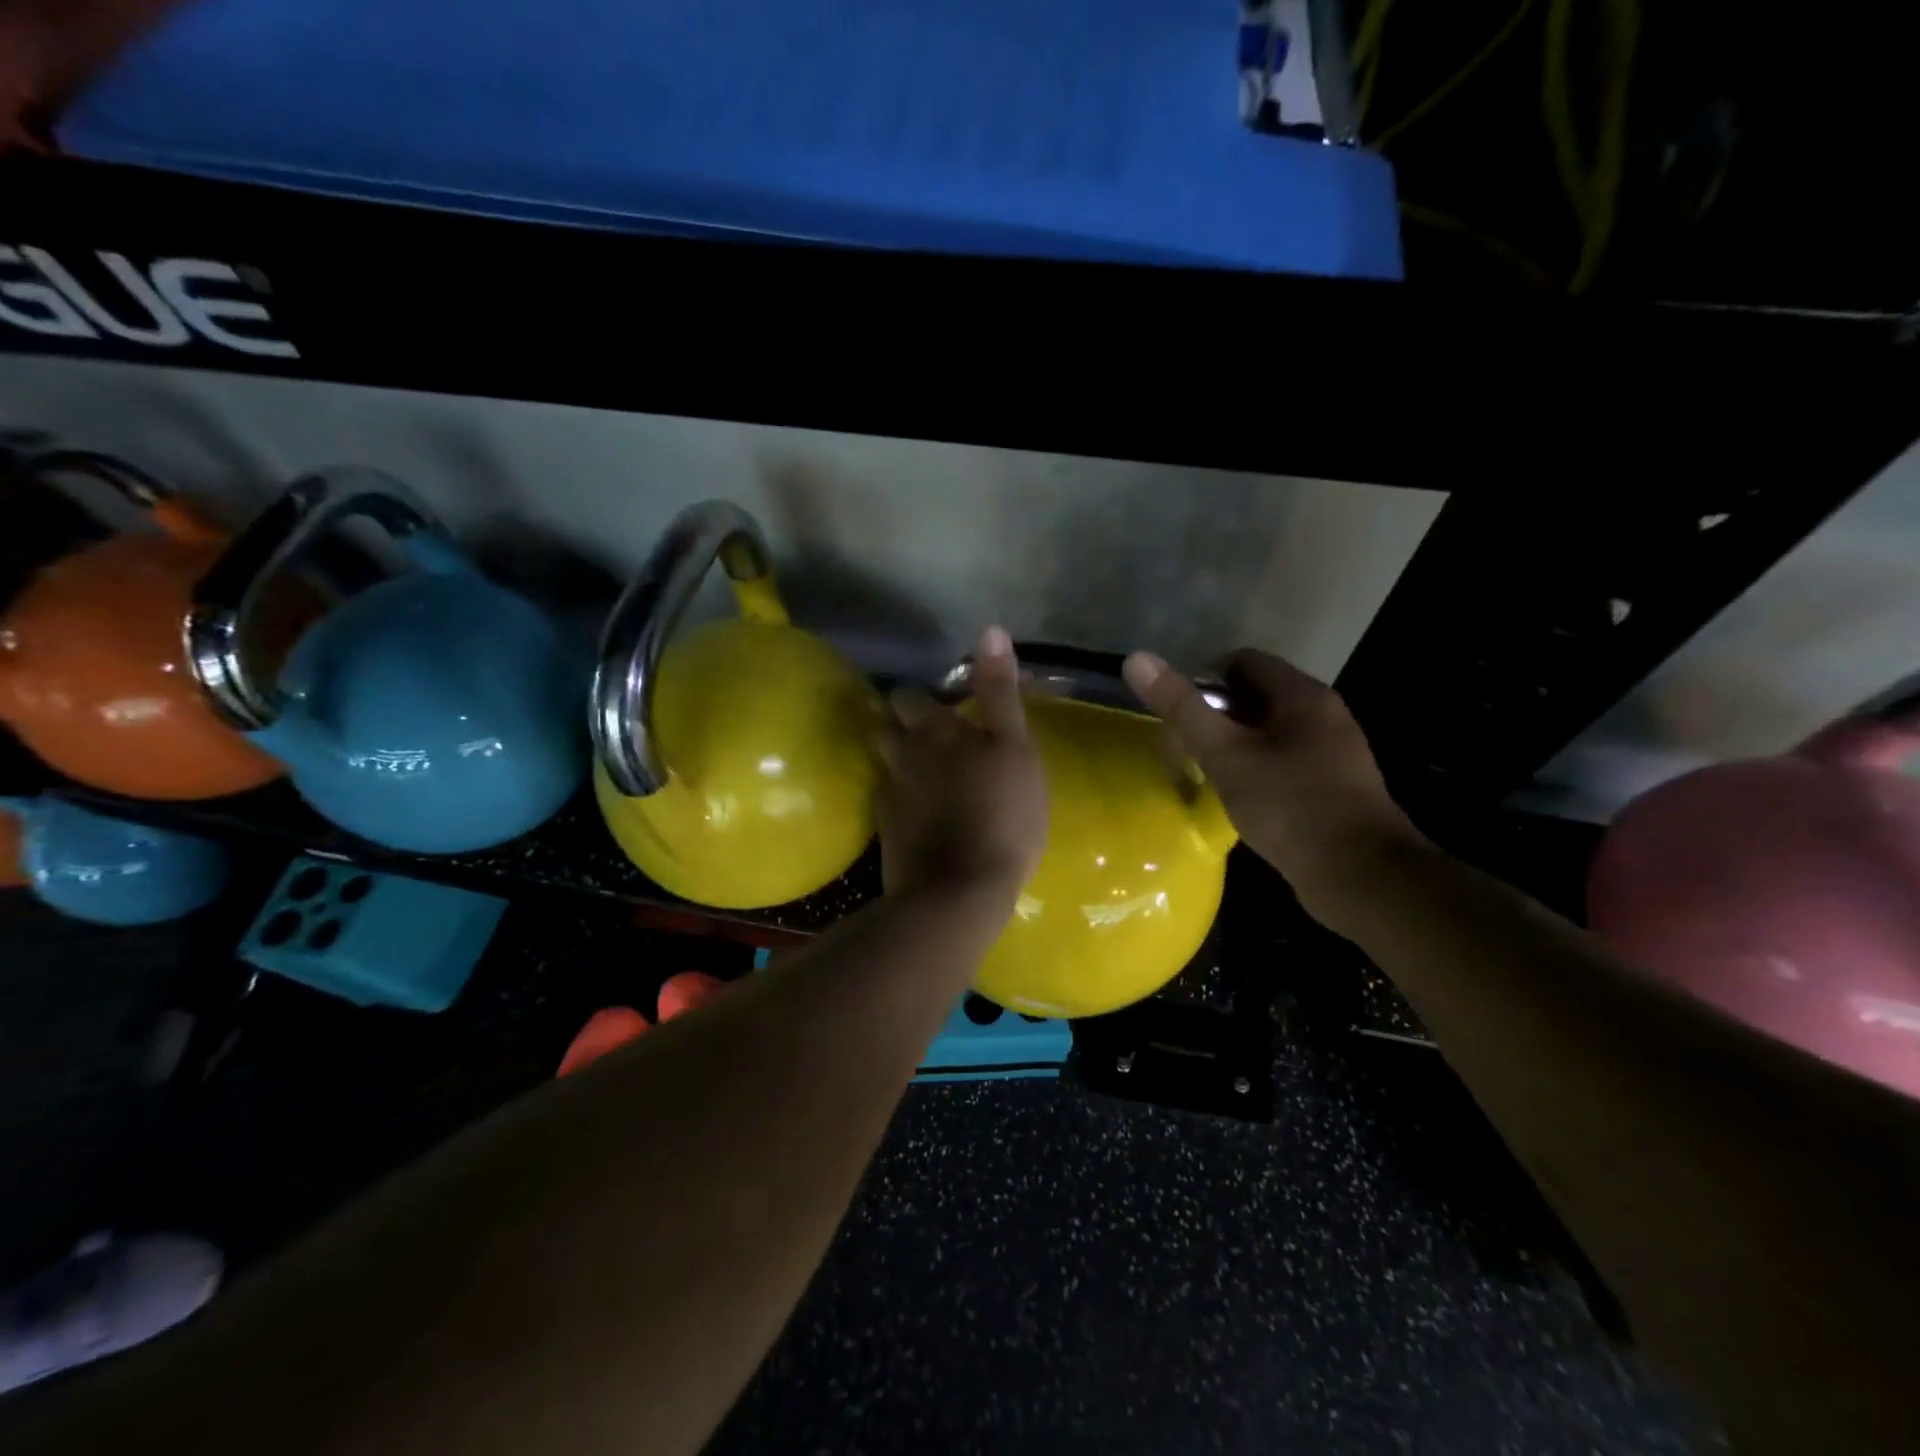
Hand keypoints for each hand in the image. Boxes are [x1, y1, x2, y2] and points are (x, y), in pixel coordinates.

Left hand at [876, 627, 1047, 902]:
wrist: (959, 891)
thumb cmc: (1001, 813)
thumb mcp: (1014, 747)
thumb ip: (999, 691)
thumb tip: (989, 631)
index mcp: (933, 729)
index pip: (910, 696)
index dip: (924, 698)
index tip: (944, 706)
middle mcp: (902, 754)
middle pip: (888, 725)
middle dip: (902, 723)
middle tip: (933, 735)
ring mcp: (890, 794)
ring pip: (885, 762)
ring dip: (898, 758)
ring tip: (924, 770)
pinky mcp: (887, 831)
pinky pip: (889, 800)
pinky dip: (902, 797)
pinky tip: (921, 811)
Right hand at [1122, 648, 1421, 913]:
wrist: (1361, 876)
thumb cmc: (1289, 806)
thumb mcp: (1225, 755)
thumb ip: (1182, 708)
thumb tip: (1136, 659)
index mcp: (1302, 695)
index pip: (1243, 660)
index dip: (1203, 679)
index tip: (1178, 714)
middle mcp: (1323, 713)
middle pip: (1256, 694)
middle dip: (1217, 714)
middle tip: (1186, 746)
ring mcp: (1333, 750)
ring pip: (1270, 729)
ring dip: (1235, 743)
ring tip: (1207, 772)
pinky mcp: (1334, 784)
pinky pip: (1285, 758)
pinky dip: (1257, 767)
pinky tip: (1241, 796)